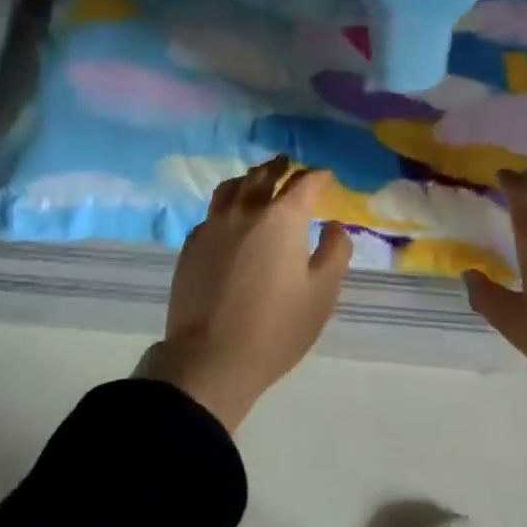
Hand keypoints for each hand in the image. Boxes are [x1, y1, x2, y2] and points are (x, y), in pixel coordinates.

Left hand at [136, 157, 351, 433]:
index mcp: (282, 218)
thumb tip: (334, 226)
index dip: (318, 177)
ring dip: (250, 179)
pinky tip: (229, 219)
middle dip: (281, 167)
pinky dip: (226, 206)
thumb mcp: (322, 294)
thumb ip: (335, 252)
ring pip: (232, 187)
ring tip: (257, 181)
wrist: (208, 361)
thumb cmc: (275, 328)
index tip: (326, 177)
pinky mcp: (191, 246)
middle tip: (290, 165)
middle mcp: (246, 211)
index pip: (304, 183)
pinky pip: (212, 213)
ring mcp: (213, 226)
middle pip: (264, 175)